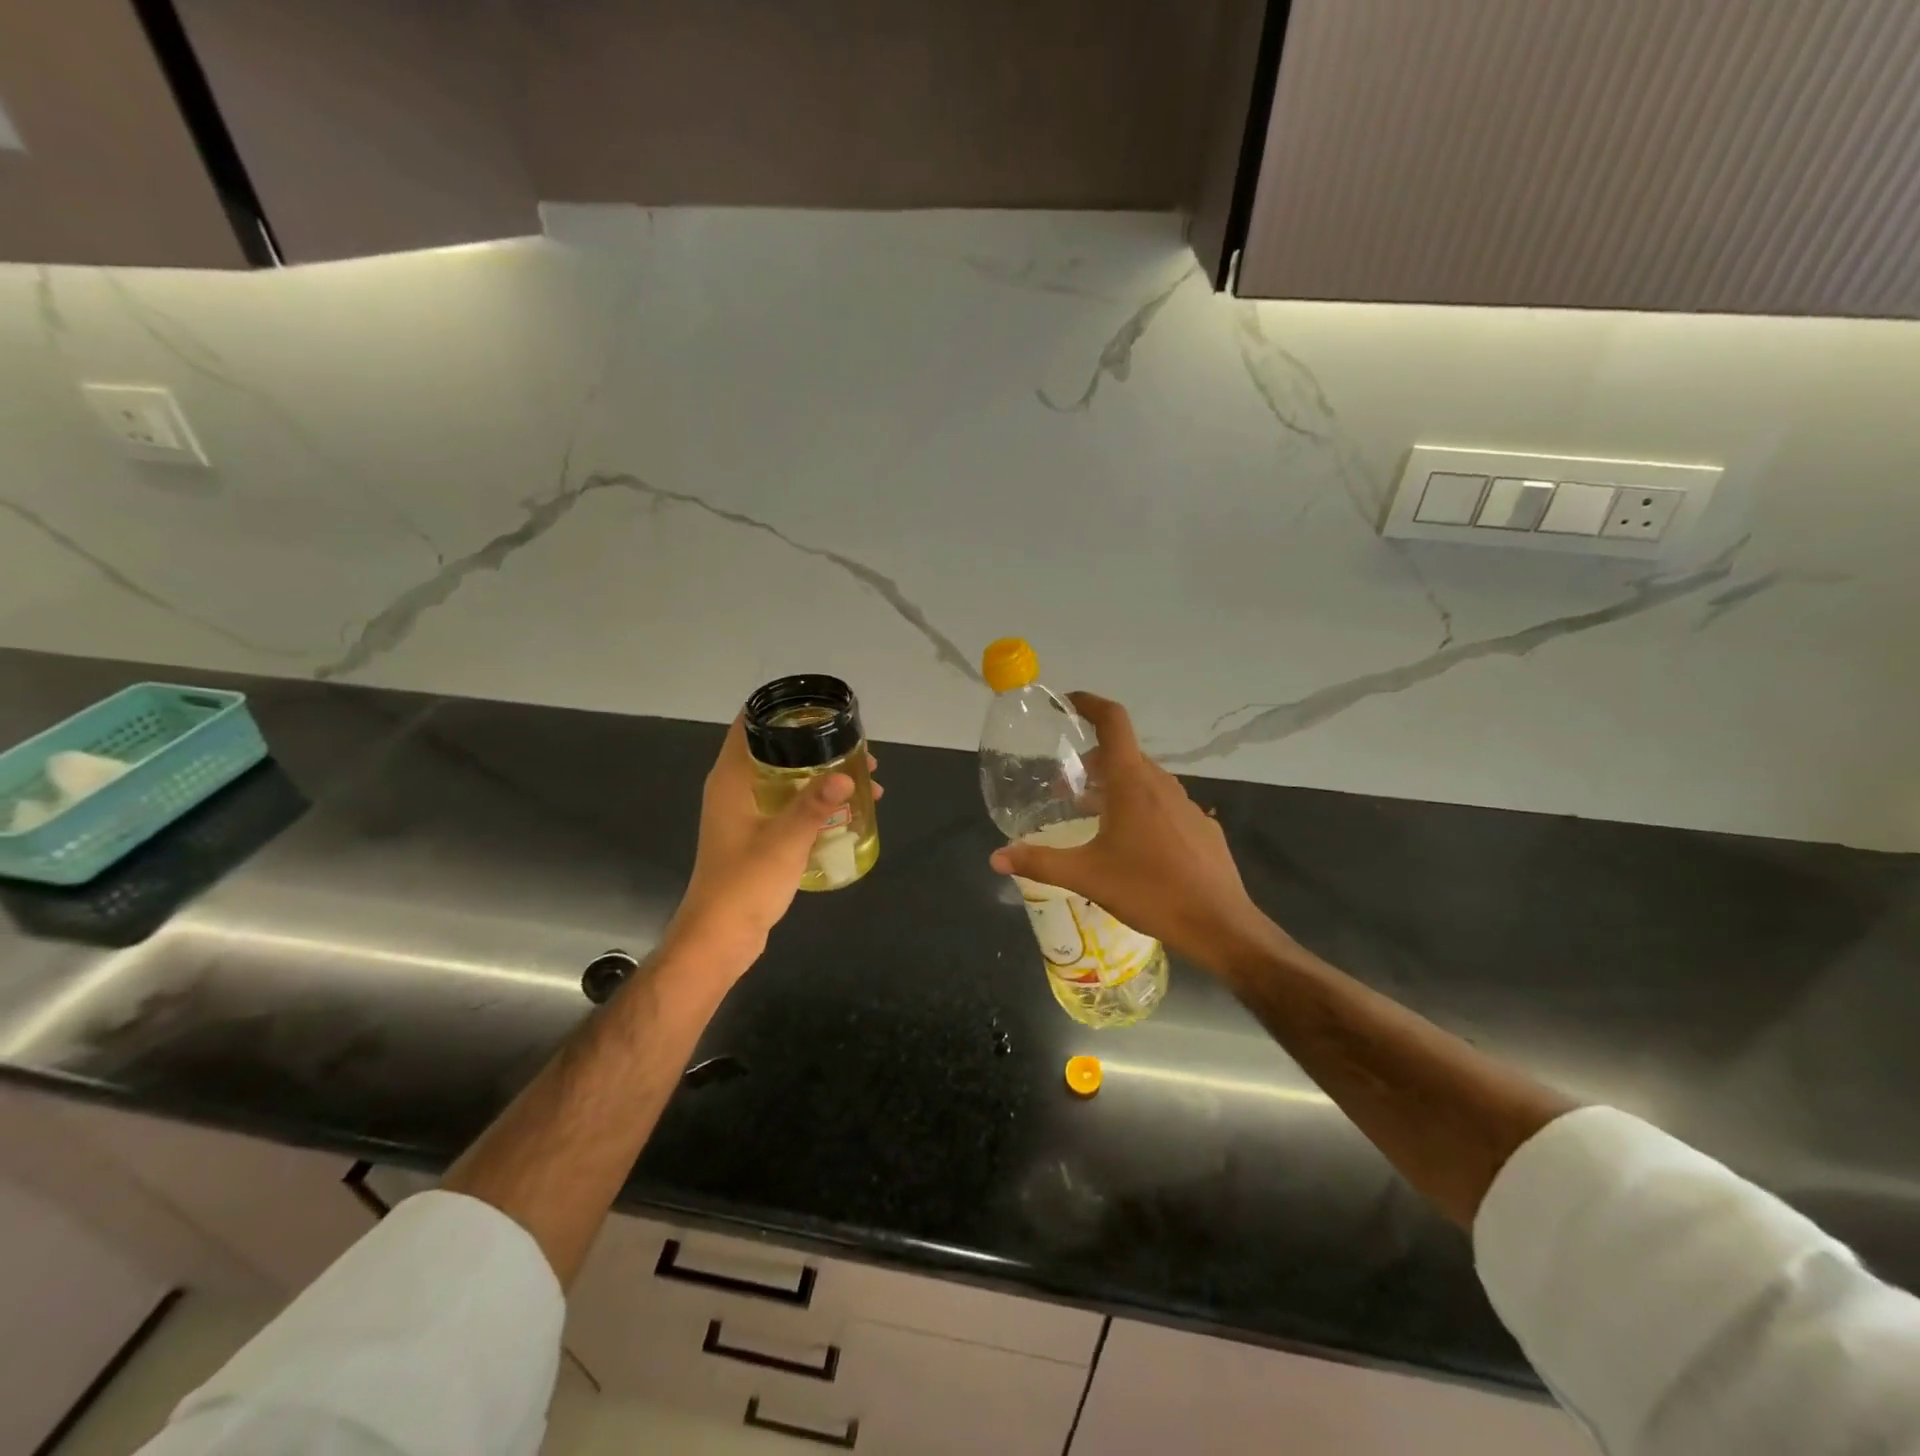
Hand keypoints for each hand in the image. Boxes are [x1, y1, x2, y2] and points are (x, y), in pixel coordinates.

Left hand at [665, 716, 880, 974]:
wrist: (720, 936)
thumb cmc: (745, 883)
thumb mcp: (785, 841)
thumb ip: (814, 806)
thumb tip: (846, 776)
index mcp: (731, 780)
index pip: (749, 726)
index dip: (781, 711)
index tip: (820, 706)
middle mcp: (736, 790)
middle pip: (776, 751)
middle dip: (817, 747)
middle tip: (857, 749)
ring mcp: (746, 814)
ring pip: (787, 781)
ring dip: (822, 777)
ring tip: (865, 781)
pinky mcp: (757, 836)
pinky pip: (790, 806)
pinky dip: (816, 802)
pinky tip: (847, 812)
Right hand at [989, 693, 1282, 973]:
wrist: (1218, 923)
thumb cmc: (1148, 890)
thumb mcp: (1086, 876)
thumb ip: (1039, 862)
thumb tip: (996, 857)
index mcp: (1132, 783)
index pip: (1113, 722)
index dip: (1090, 704)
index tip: (1068, 703)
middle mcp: (1161, 784)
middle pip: (1124, 754)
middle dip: (1093, 761)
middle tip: (1067, 786)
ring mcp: (1186, 804)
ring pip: (1144, 780)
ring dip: (1116, 786)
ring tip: (1094, 816)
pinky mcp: (1201, 827)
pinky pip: (1164, 804)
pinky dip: (1141, 807)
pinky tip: (1133, 845)